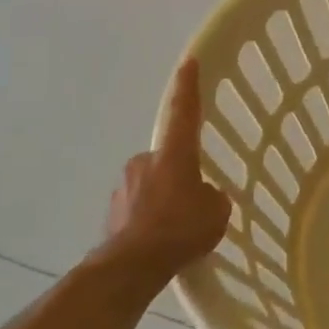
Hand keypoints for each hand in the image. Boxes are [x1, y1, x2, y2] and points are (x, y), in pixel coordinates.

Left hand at [103, 59, 231, 281]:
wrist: (132, 266)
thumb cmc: (180, 229)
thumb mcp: (216, 212)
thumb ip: (212, 197)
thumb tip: (203, 197)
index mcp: (174, 154)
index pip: (184, 111)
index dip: (188, 87)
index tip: (188, 62)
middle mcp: (145, 161)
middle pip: (167, 158)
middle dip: (178, 173)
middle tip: (193, 200)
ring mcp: (124, 186)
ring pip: (151, 184)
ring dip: (163, 198)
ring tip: (177, 230)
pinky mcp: (112, 212)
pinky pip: (138, 208)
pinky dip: (149, 219)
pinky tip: (160, 242)